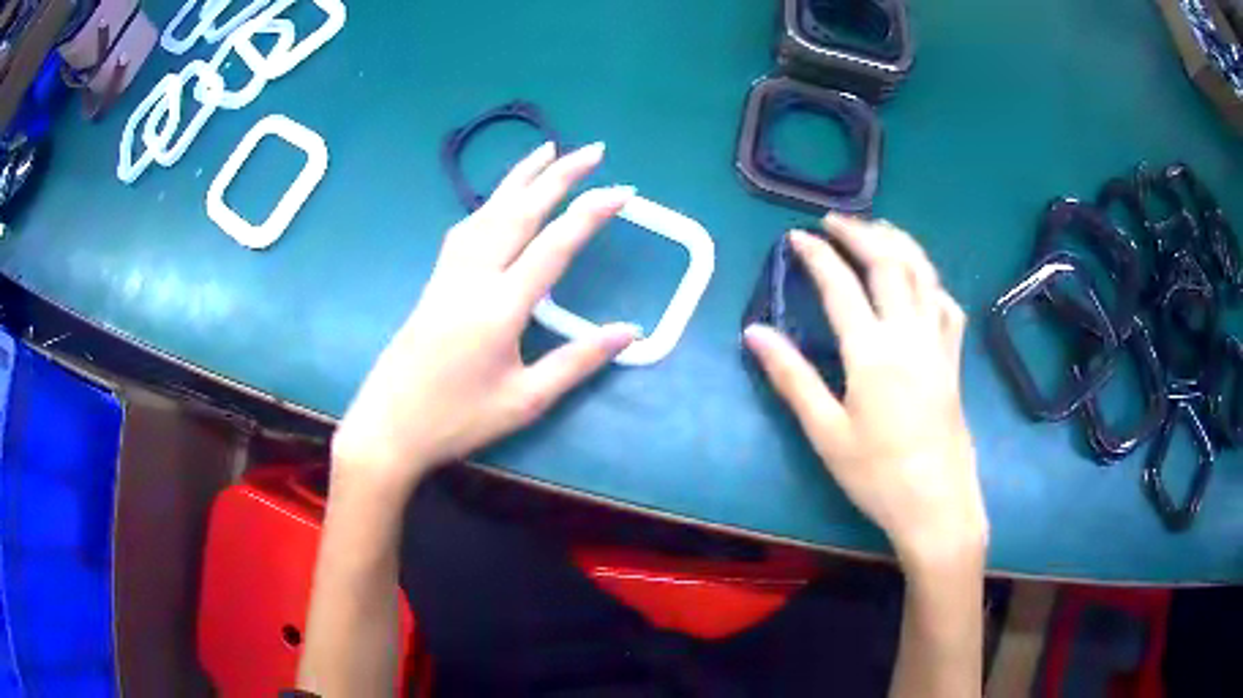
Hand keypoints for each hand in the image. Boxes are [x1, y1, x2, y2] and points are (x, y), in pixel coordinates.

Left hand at [332, 142, 638, 493]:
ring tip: (546, 151)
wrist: (389, 427)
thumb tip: (629, 332)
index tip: (623, 191)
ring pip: (487, 211)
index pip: (554, 246)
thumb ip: (578, 361)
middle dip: (558, 175)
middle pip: (519, 212)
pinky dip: (489, 203)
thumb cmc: (457, 420)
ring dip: (519, 177)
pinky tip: (498, 201)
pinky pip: (466, 228)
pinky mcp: (434, 281)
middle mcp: (473, 277)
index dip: (591, 214)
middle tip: (592, 150)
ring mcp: (448, 275)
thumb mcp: (526, 400)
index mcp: (500, 307)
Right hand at [744, 216, 985, 567]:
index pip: (841, 286)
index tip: (797, 237)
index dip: (817, 255)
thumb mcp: (826, 433)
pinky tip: (921, 280)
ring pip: (924, 274)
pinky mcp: (953, 359)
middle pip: (889, 264)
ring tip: (876, 230)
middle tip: (833, 221)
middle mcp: (909, 335)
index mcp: (872, 353)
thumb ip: (792, 378)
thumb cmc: (877, 475)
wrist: (937, 504)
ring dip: (899, 243)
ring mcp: (937, 344)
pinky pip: (947, 304)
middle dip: (860, 233)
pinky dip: (931, 280)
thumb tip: (754, 333)